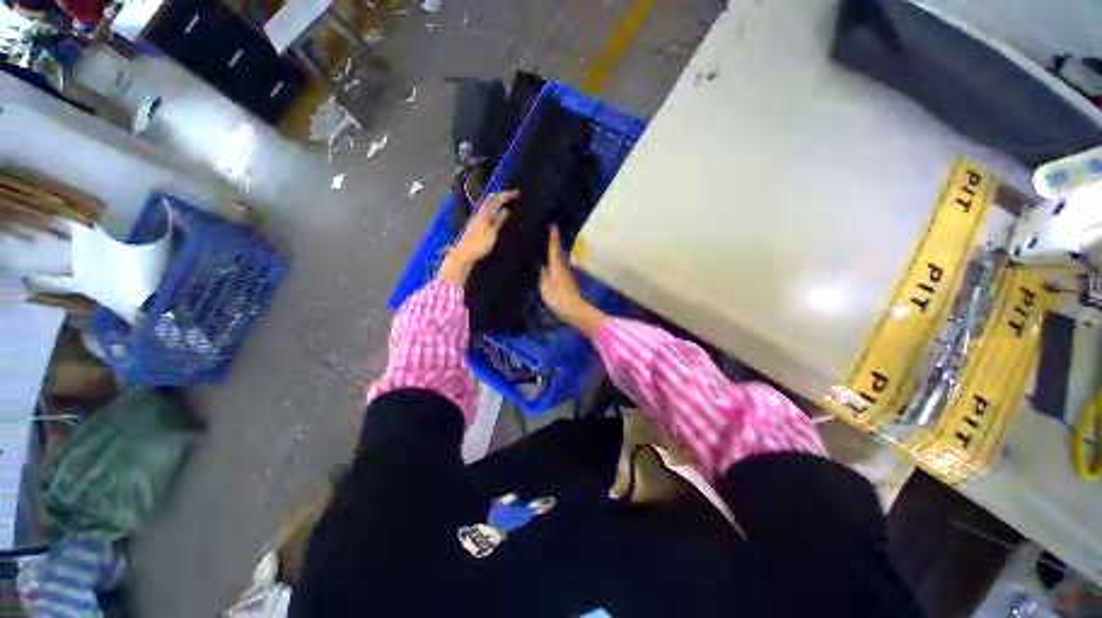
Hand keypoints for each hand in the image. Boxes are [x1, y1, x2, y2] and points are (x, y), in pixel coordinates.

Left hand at [439, 190, 517, 285]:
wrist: (464, 254)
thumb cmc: (478, 245)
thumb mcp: (491, 234)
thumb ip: (497, 221)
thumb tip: (505, 210)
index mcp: (483, 214)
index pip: (496, 200)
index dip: (506, 195)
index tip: (517, 194)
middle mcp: (479, 213)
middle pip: (490, 198)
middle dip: (502, 194)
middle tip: (513, 195)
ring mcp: (476, 217)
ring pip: (488, 203)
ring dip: (498, 199)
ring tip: (507, 200)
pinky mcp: (475, 223)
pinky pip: (486, 209)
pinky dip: (494, 206)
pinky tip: (497, 211)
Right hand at [539, 226, 605, 336]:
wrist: (576, 311)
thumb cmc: (559, 299)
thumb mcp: (546, 288)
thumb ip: (543, 276)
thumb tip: (541, 265)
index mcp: (556, 268)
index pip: (554, 249)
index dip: (553, 238)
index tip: (553, 225)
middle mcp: (563, 269)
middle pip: (558, 254)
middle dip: (554, 244)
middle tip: (546, 236)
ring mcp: (567, 276)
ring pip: (559, 262)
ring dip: (555, 255)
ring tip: (545, 250)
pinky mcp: (569, 283)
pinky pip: (559, 270)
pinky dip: (555, 265)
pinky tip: (550, 268)